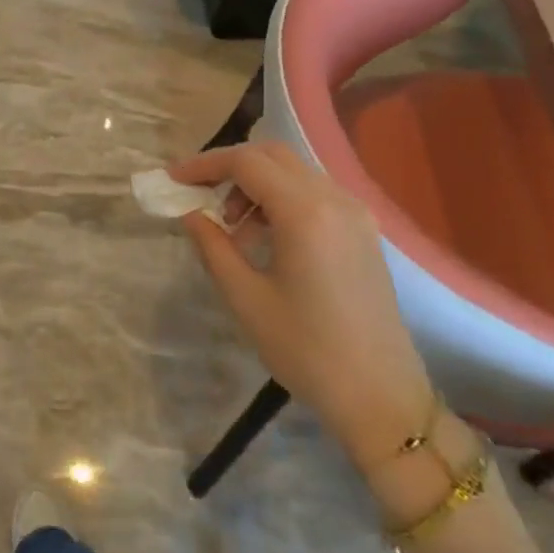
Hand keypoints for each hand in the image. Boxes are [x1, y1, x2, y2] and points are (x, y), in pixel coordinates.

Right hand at [173, 141, 436, 474]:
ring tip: (231, 230)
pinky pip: (314, 195)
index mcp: (305, 212)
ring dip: (255, 186)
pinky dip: (281, 200)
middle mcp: (334, 199)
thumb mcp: (245, 298)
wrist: (380, 397)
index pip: (246, 162)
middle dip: (230, 168)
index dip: (204, 165)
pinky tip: (264, 239)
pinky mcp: (363, 232)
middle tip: (199, 196)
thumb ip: (212, 246)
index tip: (173, 180)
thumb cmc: (305, 349)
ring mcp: (355, 214)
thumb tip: (191, 213)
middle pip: (273, 155)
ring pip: (294, 173)